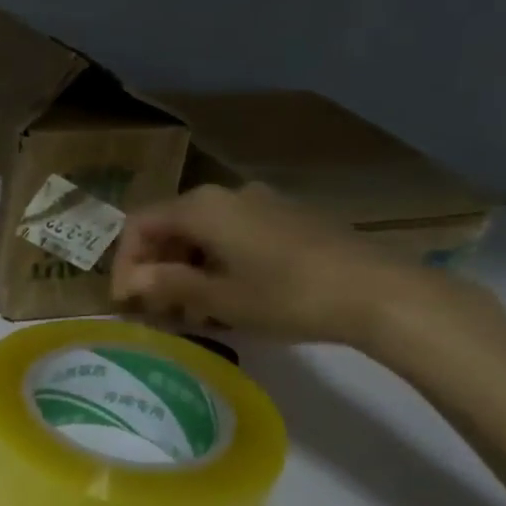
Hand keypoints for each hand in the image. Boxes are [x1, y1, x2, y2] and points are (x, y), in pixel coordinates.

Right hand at [112, 182, 449, 346]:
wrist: (380, 291)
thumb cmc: (287, 295)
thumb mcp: (219, 298)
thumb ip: (167, 285)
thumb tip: (128, 283)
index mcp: (202, 207)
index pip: (140, 225)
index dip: (125, 262)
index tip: (126, 302)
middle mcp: (226, 195)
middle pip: (170, 225)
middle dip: (155, 266)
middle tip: (155, 310)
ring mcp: (261, 203)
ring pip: (202, 231)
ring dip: (185, 267)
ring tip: (190, 311)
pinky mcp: (287, 218)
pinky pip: (233, 234)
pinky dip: (216, 262)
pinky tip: (228, 296)